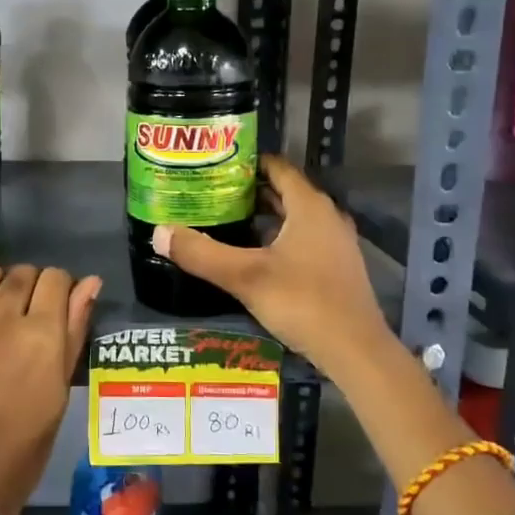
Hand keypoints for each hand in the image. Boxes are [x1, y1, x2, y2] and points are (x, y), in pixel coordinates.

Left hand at [0, 262, 102, 514]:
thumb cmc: (28, 438)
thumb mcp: (62, 385)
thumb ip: (75, 328)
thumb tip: (90, 283)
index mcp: (41, 333)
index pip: (56, 278)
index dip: (62, 288)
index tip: (57, 306)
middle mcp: (3, 318)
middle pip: (23, 272)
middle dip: (32, 287)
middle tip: (28, 316)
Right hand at [152, 154, 395, 375]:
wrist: (355, 351)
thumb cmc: (302, 302)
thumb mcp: (245, 277)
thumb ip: (201, 254)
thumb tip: (159, 233)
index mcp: (309, 207)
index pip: (277, 168)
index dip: (247, 163)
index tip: (215, 165)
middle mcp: (326, 217)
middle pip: (284, 192)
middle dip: (249, 191)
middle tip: (211, 193)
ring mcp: (335, 244)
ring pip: (294, 218)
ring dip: (263, 217)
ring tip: (225, 220)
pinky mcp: (336, 268)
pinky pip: (302, 240)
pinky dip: (277, 238)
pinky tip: (252, 255)